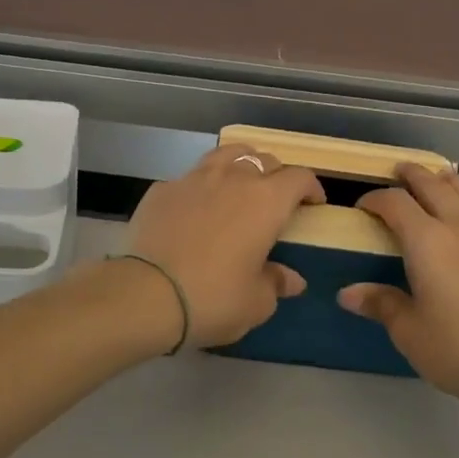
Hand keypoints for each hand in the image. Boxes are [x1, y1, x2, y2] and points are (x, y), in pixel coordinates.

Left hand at [124, 144, 325, 347]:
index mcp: (266, 201)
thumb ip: (276, 283)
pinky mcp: (162, 189)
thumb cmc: (213, 298)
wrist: (145, 295)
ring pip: (226, 155)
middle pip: (264, 159)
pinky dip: (202, 186)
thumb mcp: (256, 302)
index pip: (299, 178)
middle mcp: (233, 179)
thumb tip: (292, 279)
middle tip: (276, 200)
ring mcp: (194, 179)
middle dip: (276, 175)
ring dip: (240, 165)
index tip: (313, 204)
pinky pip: (190, 178)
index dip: (310, 188)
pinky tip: (196, 208)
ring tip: (239, 185)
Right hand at [338, 166, 458, 412]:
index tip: (362, 207)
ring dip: (443, 180)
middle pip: (433, 185)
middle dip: (412, 175)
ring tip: (434, 176)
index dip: (375, 199)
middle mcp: (458, 228)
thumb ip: (381, 304)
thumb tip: (347, 293)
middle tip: (397, 171)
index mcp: (427, 242)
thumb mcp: (410, 332)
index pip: (395, 203)